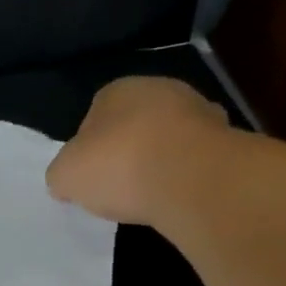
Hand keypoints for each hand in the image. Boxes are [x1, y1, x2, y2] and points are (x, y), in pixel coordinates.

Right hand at [47, 76, 231, 225]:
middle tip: (115, 186)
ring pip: (166, 139)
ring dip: (157, 161)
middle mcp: (160, 89)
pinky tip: (172, 195)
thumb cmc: (118, 166)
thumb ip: (61, 174)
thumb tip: (68, 181)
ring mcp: (197, 111)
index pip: (93, 116)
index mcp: (117, 90)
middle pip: (132, 124)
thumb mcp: (64, 175)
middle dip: (124, 151)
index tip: (87, 176)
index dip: (87, 148)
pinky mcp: (224, 138)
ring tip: (146, 195)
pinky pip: (191, 158)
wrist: (190, 178)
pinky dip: (182, 174)